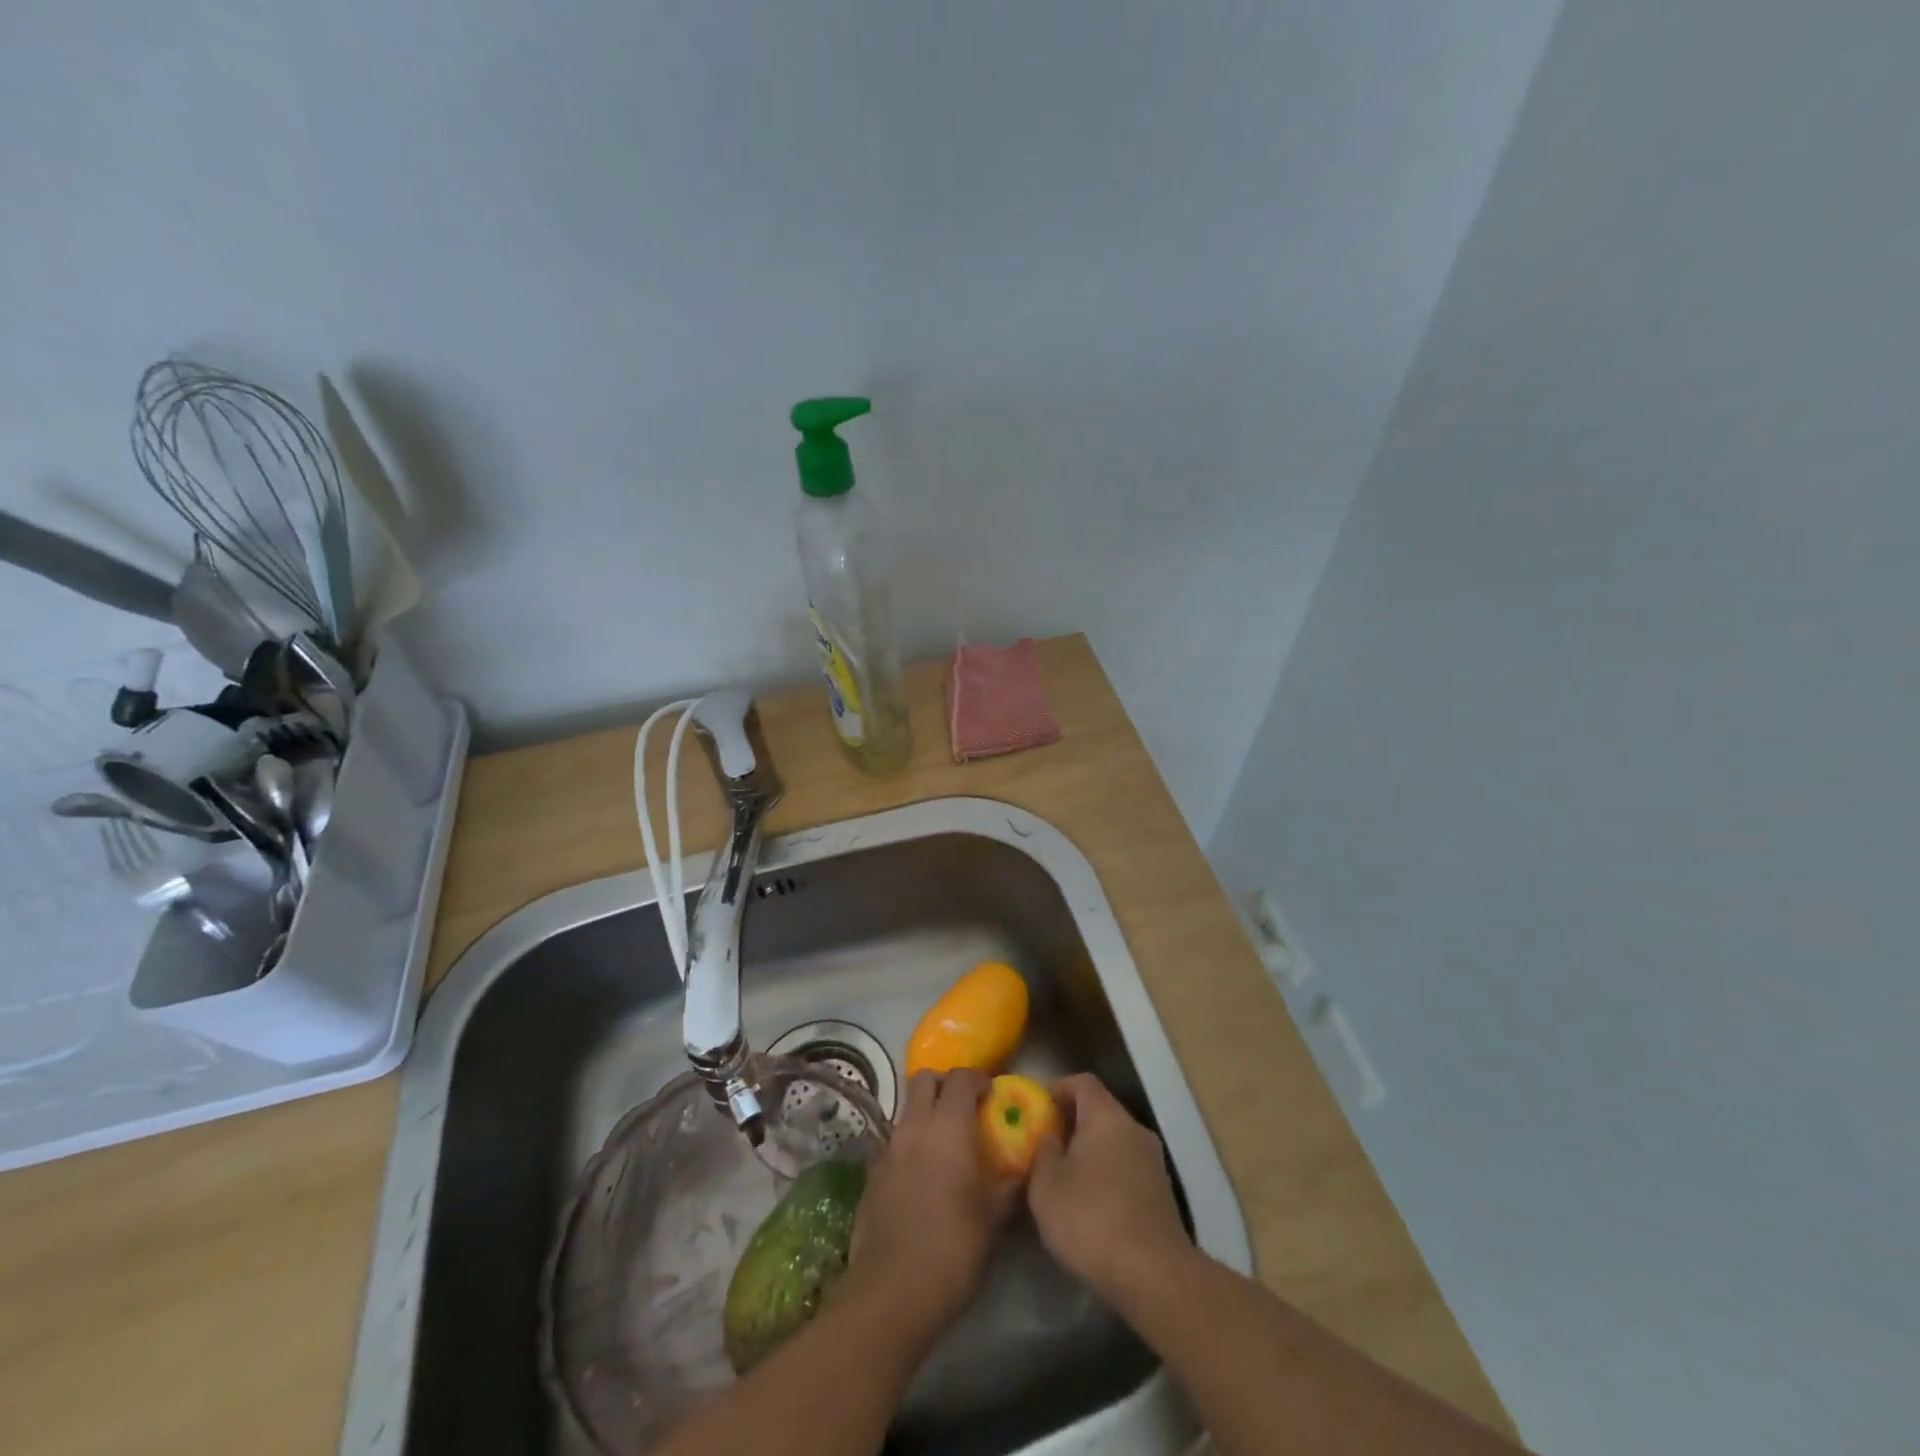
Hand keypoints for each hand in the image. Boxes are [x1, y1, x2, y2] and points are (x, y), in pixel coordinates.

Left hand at [844, 1069, 1017, 1340]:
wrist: (892, 1291)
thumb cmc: (953, 1248)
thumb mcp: (995, 1217)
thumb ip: (1012, 1182)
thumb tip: (1027, 1164)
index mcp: (948, 1126)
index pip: (961, 1077)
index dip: (978, 1079)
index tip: (992, 1095)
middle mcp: (914, 1126)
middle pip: (924, 1079)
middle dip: (945, 1084)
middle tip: (965, 1107)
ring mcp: (888, 1148)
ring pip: (906, 1108)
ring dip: (926, 1112)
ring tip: (945, 1142)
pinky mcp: (871, 1173)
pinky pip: (894, 1141)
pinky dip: (910, 1143)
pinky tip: (922, 1174)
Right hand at [1027, 1073, 1192, 1302]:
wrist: (1154, 1274)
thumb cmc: (1091, 1218)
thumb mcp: (1046, 1186)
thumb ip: (1044, 1153)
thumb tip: (1051, 1138)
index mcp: (1106, 1116)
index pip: (1083, 1082)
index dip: (1058, 1088)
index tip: (1038, 1107)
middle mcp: (1134, 1129)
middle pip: (1101, 1111)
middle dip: (1073, 1123)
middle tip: (1047, 1144)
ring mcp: (1154, 1162)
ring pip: (1116, 1142)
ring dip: (1091, 1152)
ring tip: (1065, 1178)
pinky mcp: (1163, 1194)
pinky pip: (1127, 1169)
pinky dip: (1108, 1176)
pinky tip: (1091, 1205)